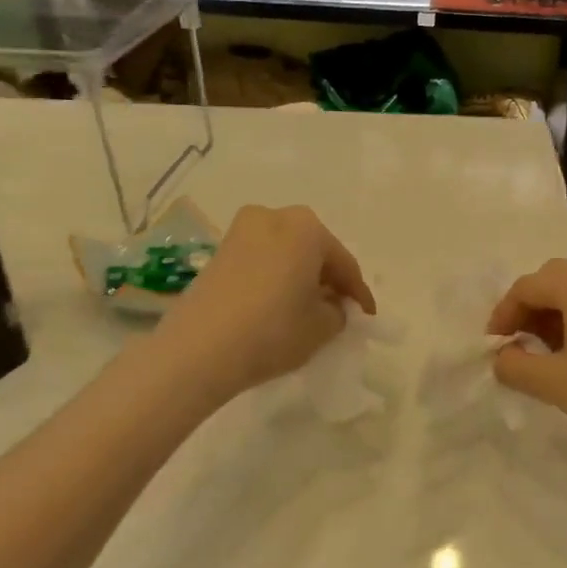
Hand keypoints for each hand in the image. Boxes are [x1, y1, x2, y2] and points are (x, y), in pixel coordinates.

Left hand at [155, 206, 375, 408]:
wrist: (199, 350)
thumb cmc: (273, 330)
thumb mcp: (322, 327)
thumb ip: (338, 311)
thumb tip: (330, 305)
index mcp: (306, 227)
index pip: (344, 263)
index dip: (358, 293)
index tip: (367, 317)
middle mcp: (273, 217)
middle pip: (313, 251)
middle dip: (328, 279)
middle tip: (339, 308)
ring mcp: (240, 232)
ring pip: (285, 254)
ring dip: (300, 277)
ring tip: (308, 309)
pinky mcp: (218, 252)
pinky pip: (261, 262)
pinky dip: (275, 279)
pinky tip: (278, 305)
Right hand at [488, 259, 566, 466]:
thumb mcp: (555, 384)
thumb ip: (516, 366)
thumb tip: (501, 356)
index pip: (529, 285)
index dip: (504, 312)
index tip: (494, 344)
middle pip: (554, 278)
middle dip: (529, 307)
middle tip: (517, 343)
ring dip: (555, 311)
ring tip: (545, 350)